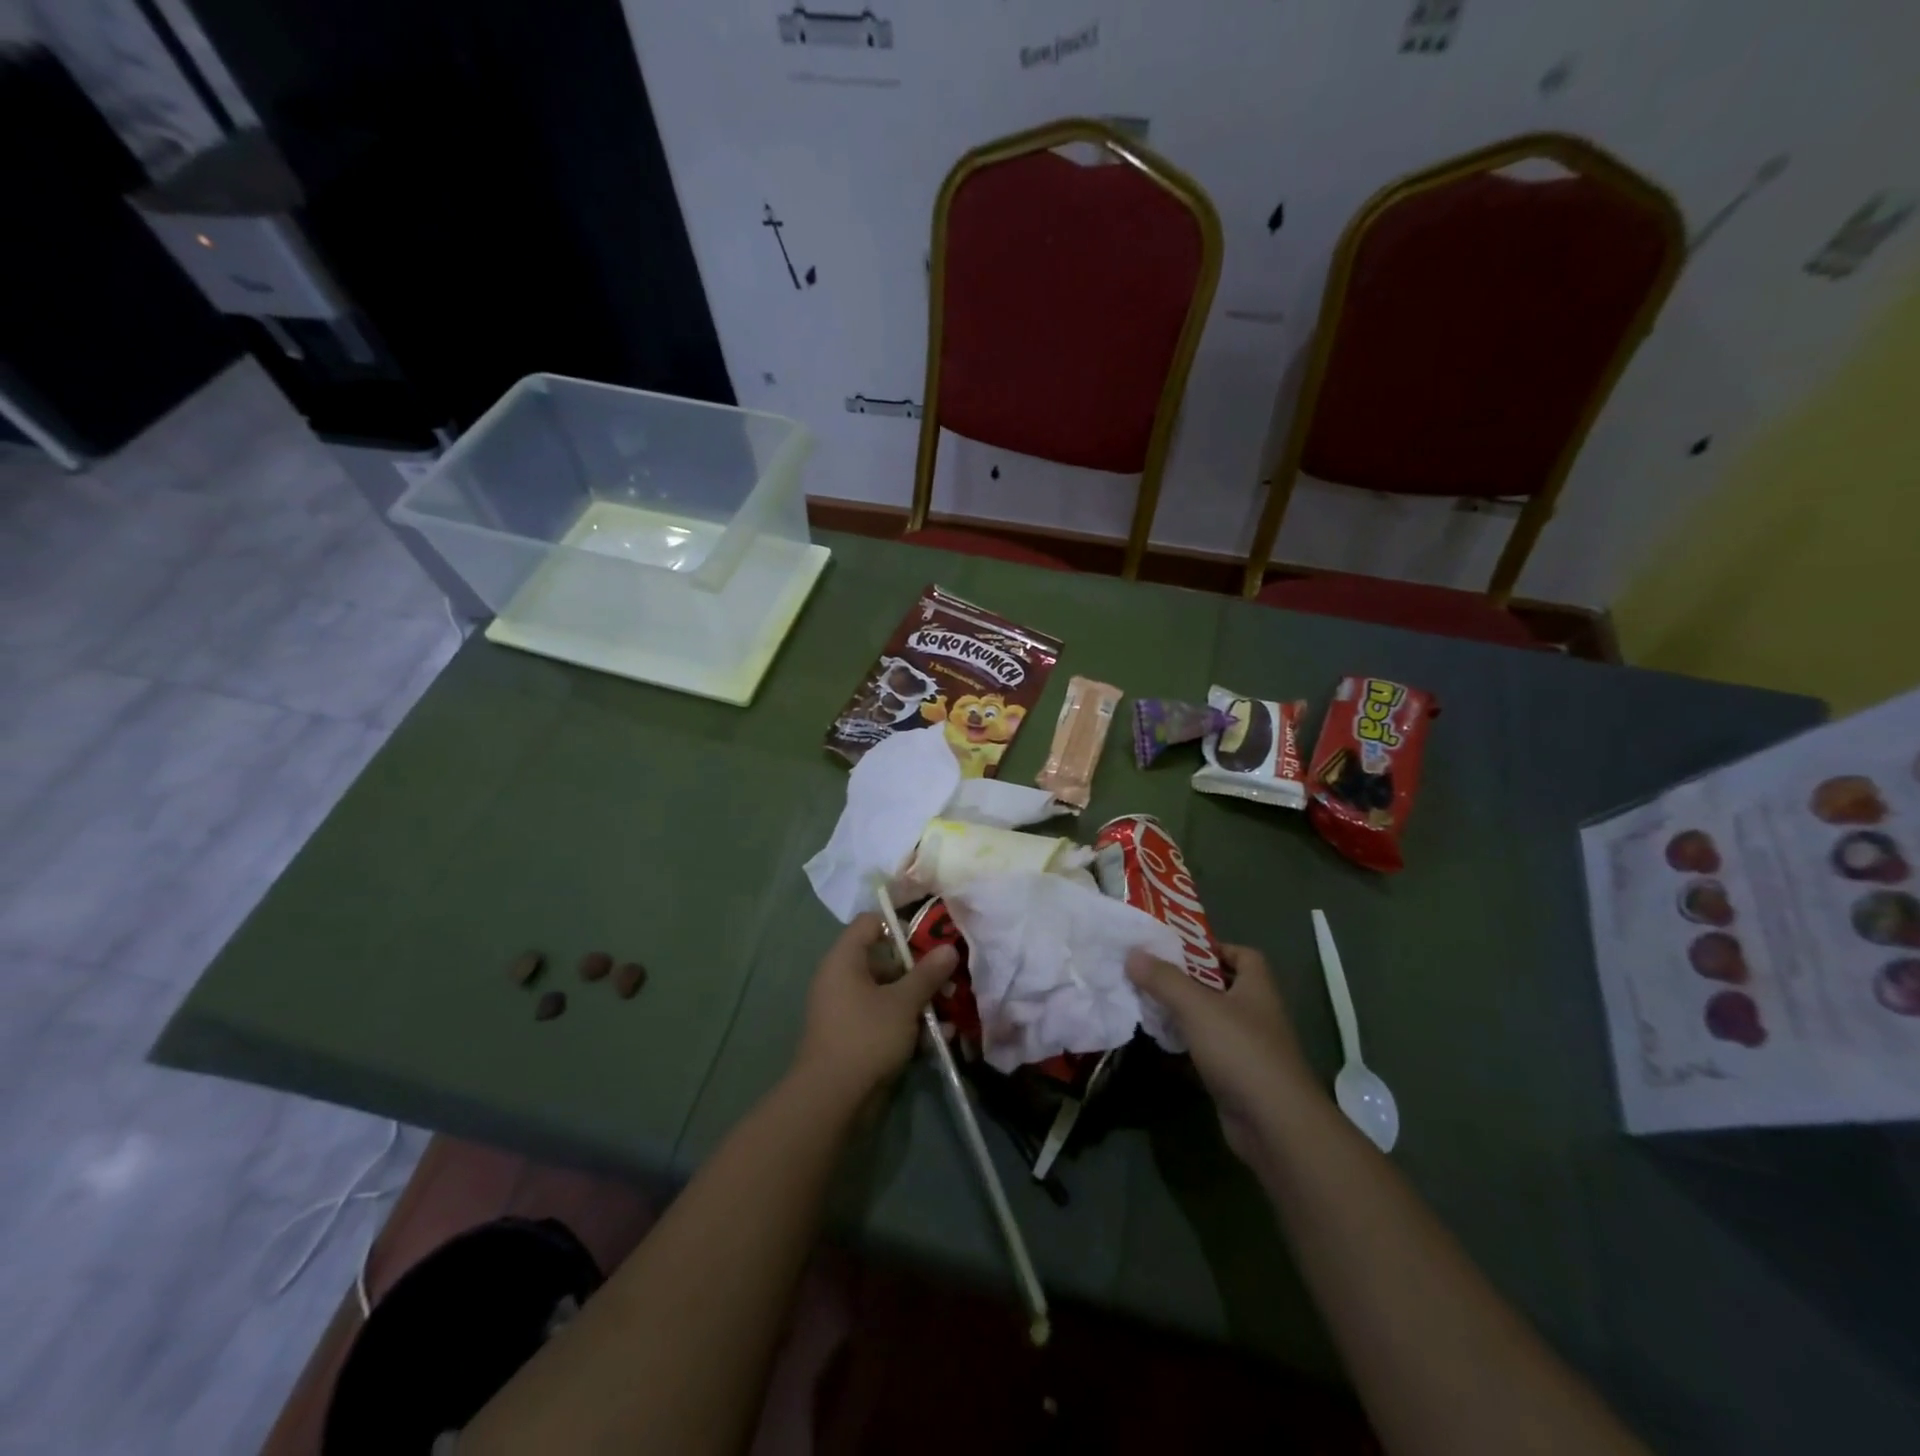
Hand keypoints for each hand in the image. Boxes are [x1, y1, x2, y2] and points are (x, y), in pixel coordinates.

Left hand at [794, 913, 957, 1108]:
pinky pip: (885, 1019)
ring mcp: (847, 1010)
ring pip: (889, 993)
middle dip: (919, 970)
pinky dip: (908, 1024)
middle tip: (949, 979)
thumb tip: (948, 947)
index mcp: (844, 960)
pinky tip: (938, 1037)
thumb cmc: (866, 1037)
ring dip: (919, 1001)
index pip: (870, 923)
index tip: (930, 939)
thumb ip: (927, 974)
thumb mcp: (903, 1002)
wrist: (831, 1101)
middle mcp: (842, 979)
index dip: (900, 925)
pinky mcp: (855, 1037)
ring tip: (951, 1011)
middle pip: (884, 960)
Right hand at [1126, 943, 1320, 1164]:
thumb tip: (1133, 953)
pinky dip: (1187, 1046)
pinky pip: (1208, 1052)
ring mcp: (1249, 1048)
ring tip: (1149, 1003)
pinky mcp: (1237, 1078)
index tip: (1180, 949)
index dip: (1214, 947)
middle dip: (1189, 980)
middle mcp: (1256, 1013)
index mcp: (1257, 988)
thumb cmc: (1240, 1051)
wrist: (1274, 1125)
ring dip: (1185, 1014)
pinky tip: (1162, 1043)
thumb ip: (1164, 979)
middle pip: (1222, 986)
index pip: (1243, 955)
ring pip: (1212, 1021)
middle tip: (1152, 973)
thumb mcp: (1197, 1007)